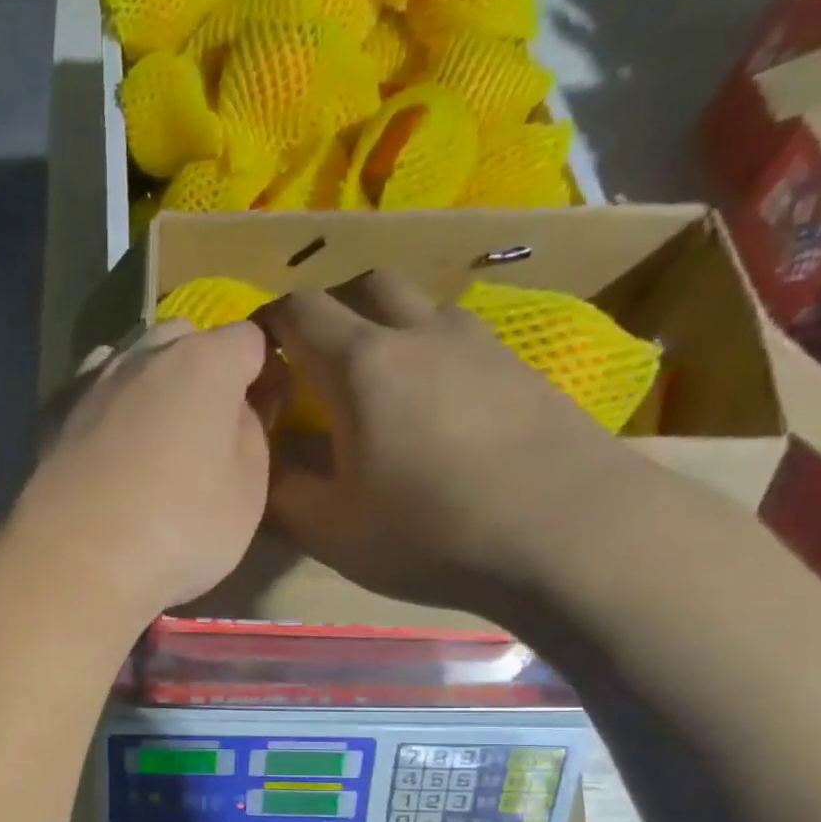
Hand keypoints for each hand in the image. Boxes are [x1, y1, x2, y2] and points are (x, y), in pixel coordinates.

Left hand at [4, 318, 278, 636]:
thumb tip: (235, 413)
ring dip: (148, 384)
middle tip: (205, 423)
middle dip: (200, 366)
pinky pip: (88, 394)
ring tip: (152, 433)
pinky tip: (105, 443)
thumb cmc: (179, 529)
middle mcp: (144, 357)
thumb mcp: (248, 493)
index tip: (261, 410)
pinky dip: (104, 407)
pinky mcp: (52, 419)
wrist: (77, 561)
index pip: (247, 340)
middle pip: (182, 338)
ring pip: (130, 360)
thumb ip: (250, 438)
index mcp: (204, 363)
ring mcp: (91, 384)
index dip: (259, 372)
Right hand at [257, 270, 639, 611]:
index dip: (265, 323)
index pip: (298, 312)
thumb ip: (282, 492)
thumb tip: (258, 463)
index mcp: (361, 365)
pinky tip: (434, 410)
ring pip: (418, 307)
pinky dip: (429, 355)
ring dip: (384, 328)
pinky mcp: (521, 368)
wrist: (570, 535)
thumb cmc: (430, 534)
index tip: (250, 354)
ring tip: (375, 386)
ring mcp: (479, 345)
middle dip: (327, 310)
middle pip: (363, 285)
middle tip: (312, 361)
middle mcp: (419, 334)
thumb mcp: (332, 530)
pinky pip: (459, 340)